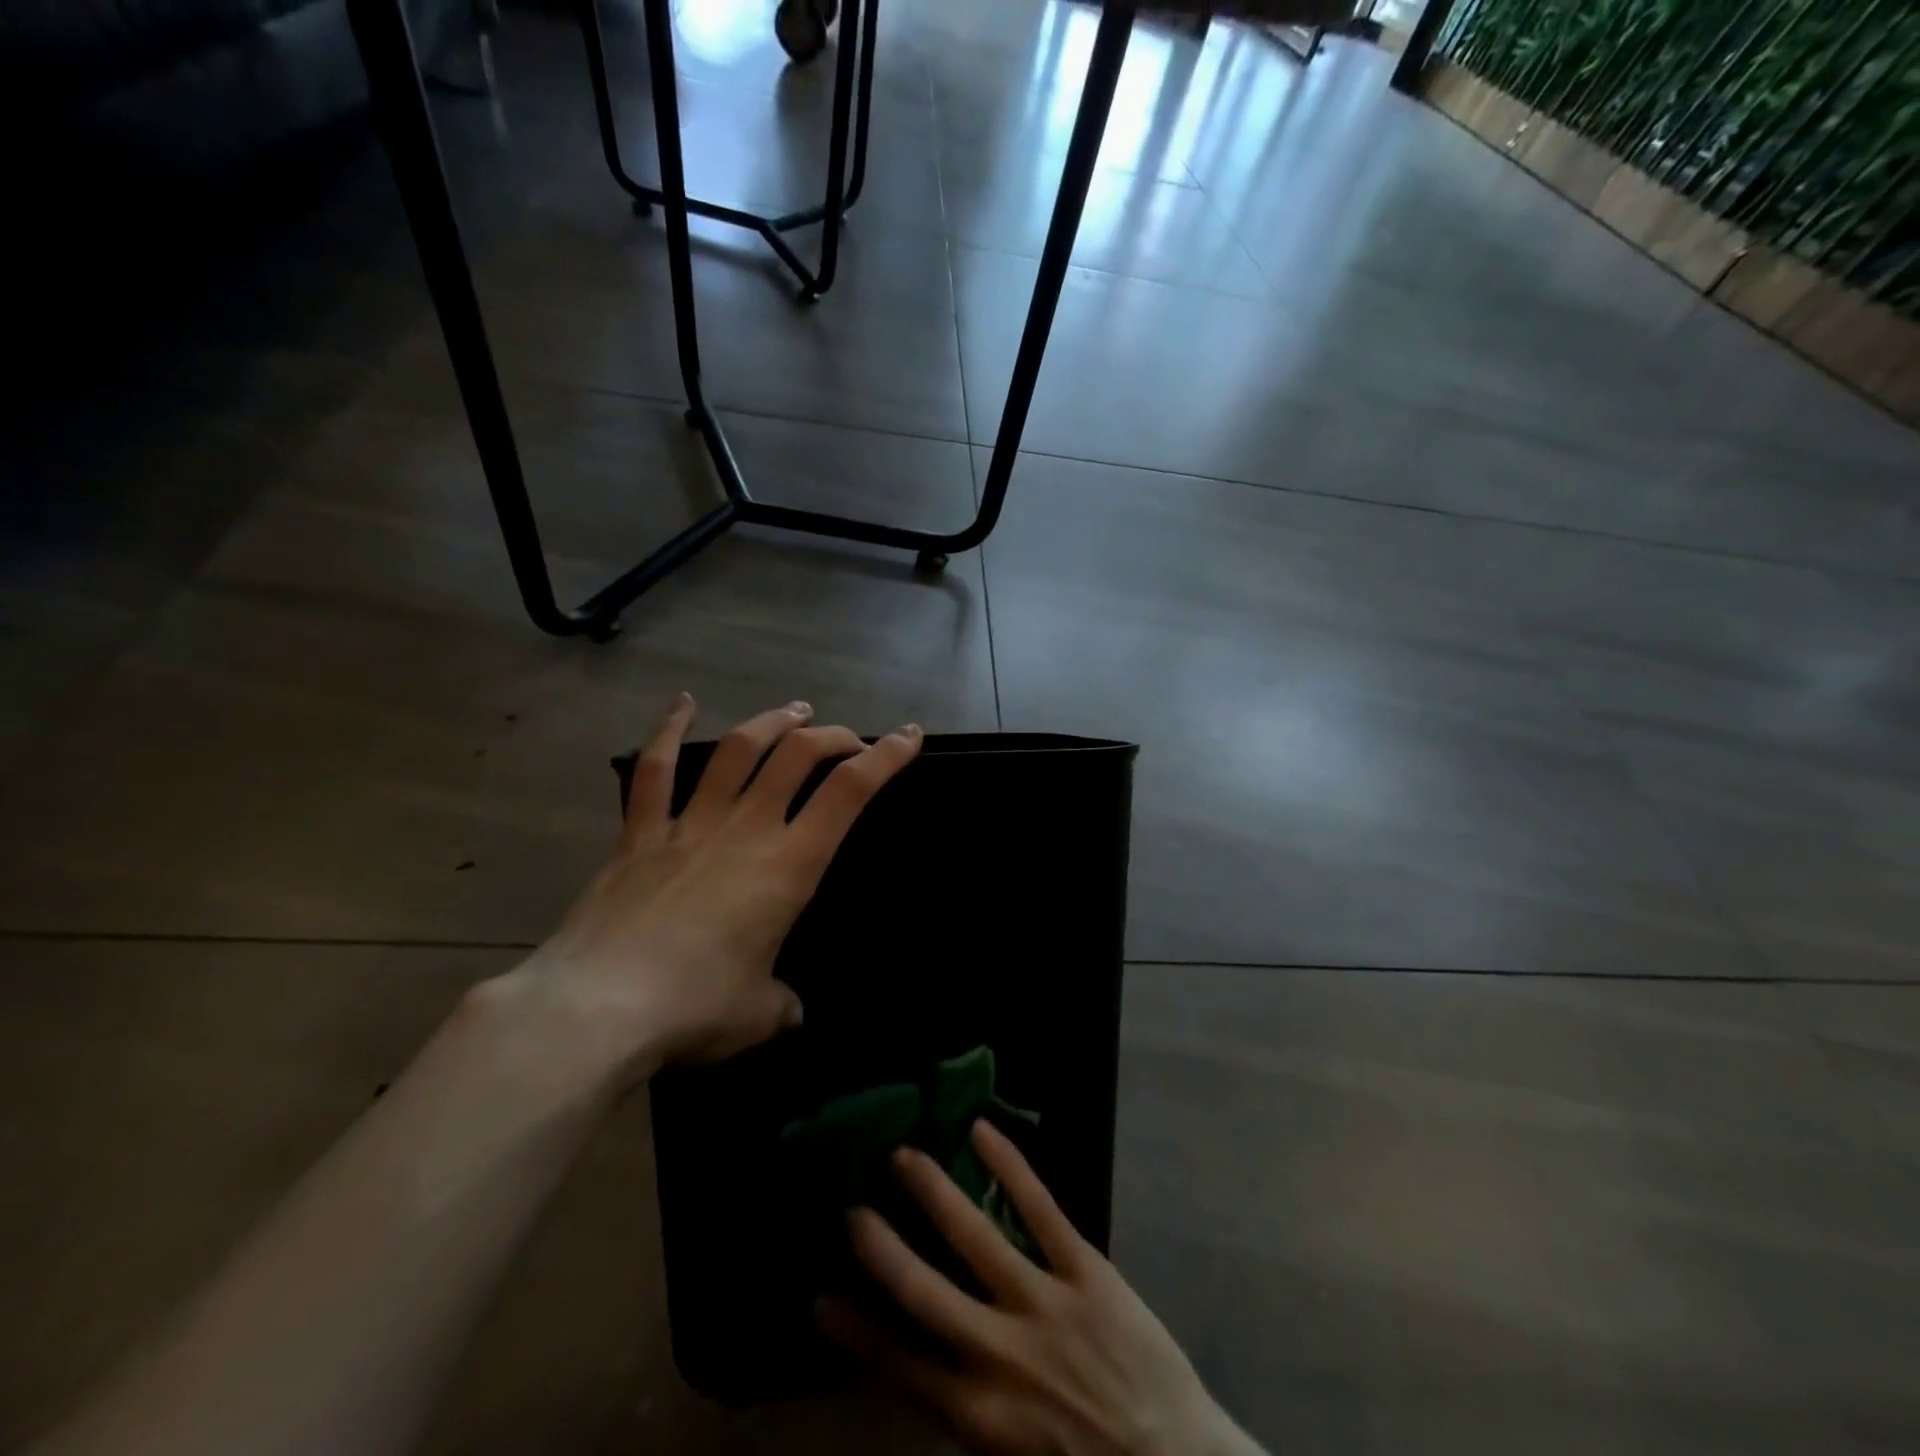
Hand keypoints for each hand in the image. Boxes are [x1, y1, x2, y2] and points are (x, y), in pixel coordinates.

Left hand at [498, 694, 921, 1079]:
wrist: (598, 1008)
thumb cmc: (695, 1007)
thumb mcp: (759, 1015)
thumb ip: (781, 1004)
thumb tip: (787, 1010)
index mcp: (789, 865)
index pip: (849, 793)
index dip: (886, 757)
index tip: (907, 735)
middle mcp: (746, 829)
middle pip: (797, 756)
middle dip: (832, 736)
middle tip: (847, 739)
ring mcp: (690, 824)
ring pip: (738, 750)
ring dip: (772, 723)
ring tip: (794, 712)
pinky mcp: (640, 833)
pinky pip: (655, 770)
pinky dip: (669, 731)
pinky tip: (682, 702)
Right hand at [820, 1121, 1264, 1455]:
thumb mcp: (1011, 1454)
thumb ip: (966, 1406)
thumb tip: (924, 1358)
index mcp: (977, 1411)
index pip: (898, 1364)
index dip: (854, 1331)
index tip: (818, 1296)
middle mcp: (998, 1352)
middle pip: (922, 1292)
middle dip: (879, 1248)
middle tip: (850, 1208)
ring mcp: (1042, 1304)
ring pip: (974, 1235)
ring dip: (933, 1191)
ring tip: (903, 1154)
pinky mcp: (1084, 1271)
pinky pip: (1040, 1208)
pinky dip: (1009, 1167)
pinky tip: (982, 1131)